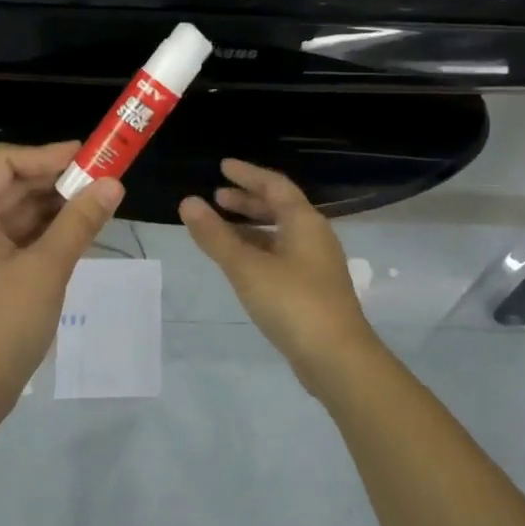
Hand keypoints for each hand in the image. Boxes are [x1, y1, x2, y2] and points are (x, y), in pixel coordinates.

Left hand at [0, 141, 122, 424]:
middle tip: (103, 182)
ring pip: (14, 215)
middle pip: (9, 187)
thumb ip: (80, 223)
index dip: (45, 154)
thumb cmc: (2, 326)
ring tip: (97, 207)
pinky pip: (14, 240)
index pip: (2, 163)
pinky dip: (44, 234)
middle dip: (56, 182)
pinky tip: (77, 236)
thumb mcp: (47, 270)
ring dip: (53, 208)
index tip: (88, 158)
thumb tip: (113, 184)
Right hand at [179, 159, 379, 382]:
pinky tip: (241, 265)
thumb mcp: (247, 267)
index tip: (223, 166)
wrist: (337, 358)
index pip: (275, 185)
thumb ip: (215, 235)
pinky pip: (281, 257)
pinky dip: (258, 251)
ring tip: (221, 229)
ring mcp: (316, 266)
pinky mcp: (312, 291)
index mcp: (305, 222)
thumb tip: (188, 202)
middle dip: (248, 200)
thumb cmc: (292, 303)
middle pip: (280, 208)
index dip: (248, 174)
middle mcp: (314, 237)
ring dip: (252, 227)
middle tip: (218, 196)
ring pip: (280, 235)